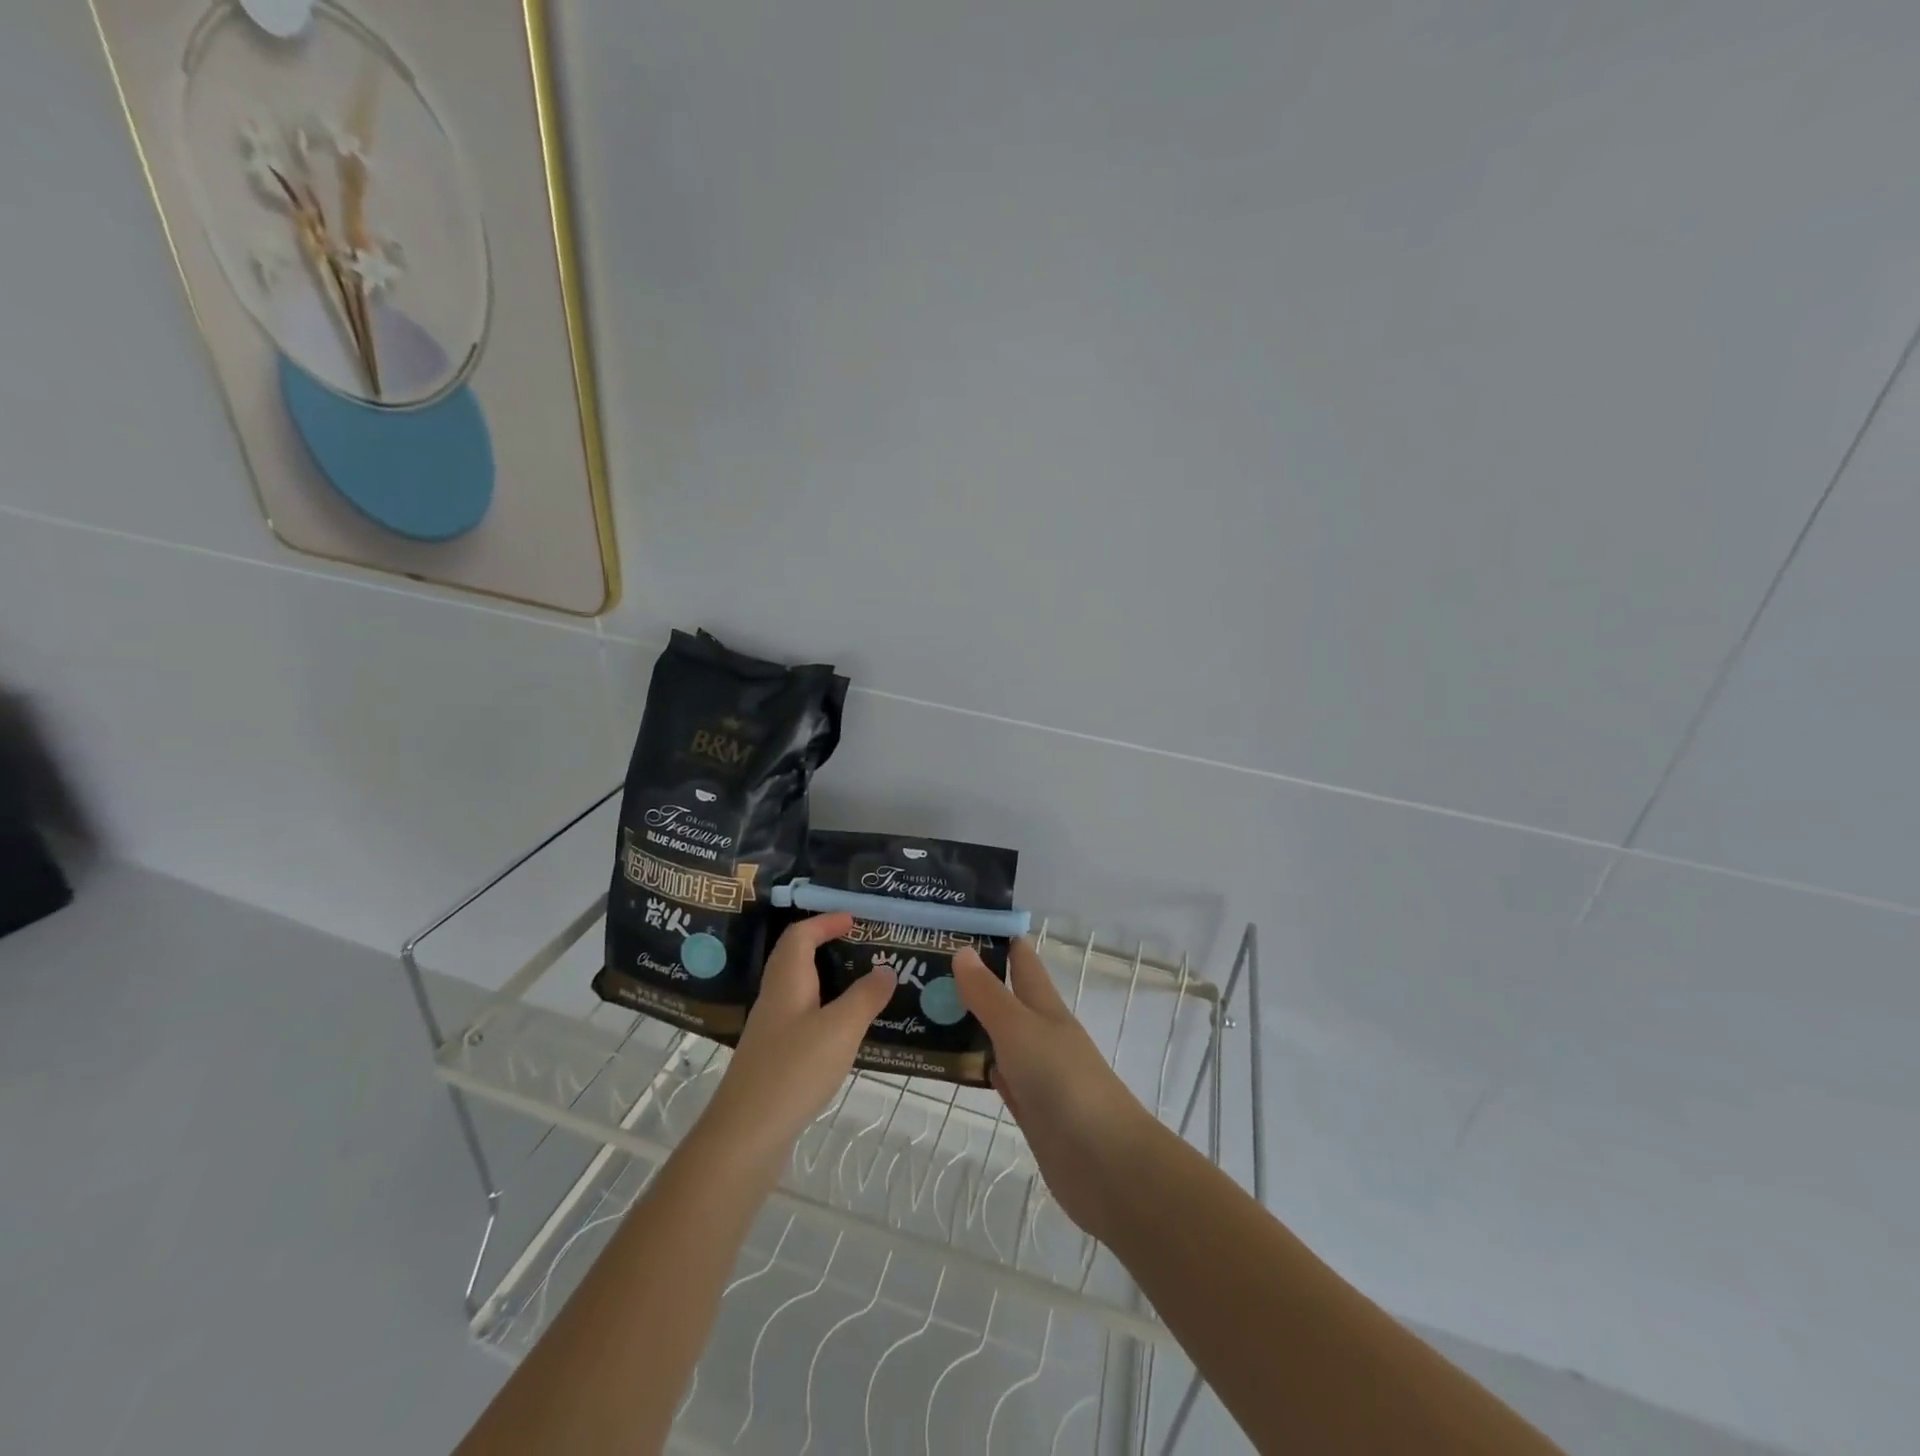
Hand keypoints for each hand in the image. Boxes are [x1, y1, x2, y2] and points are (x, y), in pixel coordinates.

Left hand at [696, 913, 895, 1181]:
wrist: (744, 1137)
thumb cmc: (793, 1071)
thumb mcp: (840, 1029)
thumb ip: (865, 997)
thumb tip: (885, 969)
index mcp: (787, 982)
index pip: (800, 935)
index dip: (825, 922)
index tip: (854, 920)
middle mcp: (775, 999)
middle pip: (795, 959)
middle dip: (825, 946)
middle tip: (860, 948)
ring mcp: (770, 1032)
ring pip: (799, 991)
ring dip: (827, 981)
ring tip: (861, 988)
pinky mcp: (773, 1060)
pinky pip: (801, 1020)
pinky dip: (825, 1014)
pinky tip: (844, 1034)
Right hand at [954, 939, 1161, 1242]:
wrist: (1104, 1163)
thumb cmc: (1063, 1082)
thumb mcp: (1020, 1029)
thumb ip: (989, 994)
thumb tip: (964, 950)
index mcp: (1045, 1008)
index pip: (1022, 962)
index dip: (999, 940)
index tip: (961, 924)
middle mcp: (1042, 1034)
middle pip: (1007, 999)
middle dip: (974, 982)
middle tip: (925, 968)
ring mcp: (1037, 1073)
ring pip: (1000, 1038)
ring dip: (972, 1024)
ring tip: (928, 1009)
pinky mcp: (1031, 1110)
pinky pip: (999, 1077)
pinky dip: (980, 1066)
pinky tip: (957, 1063)